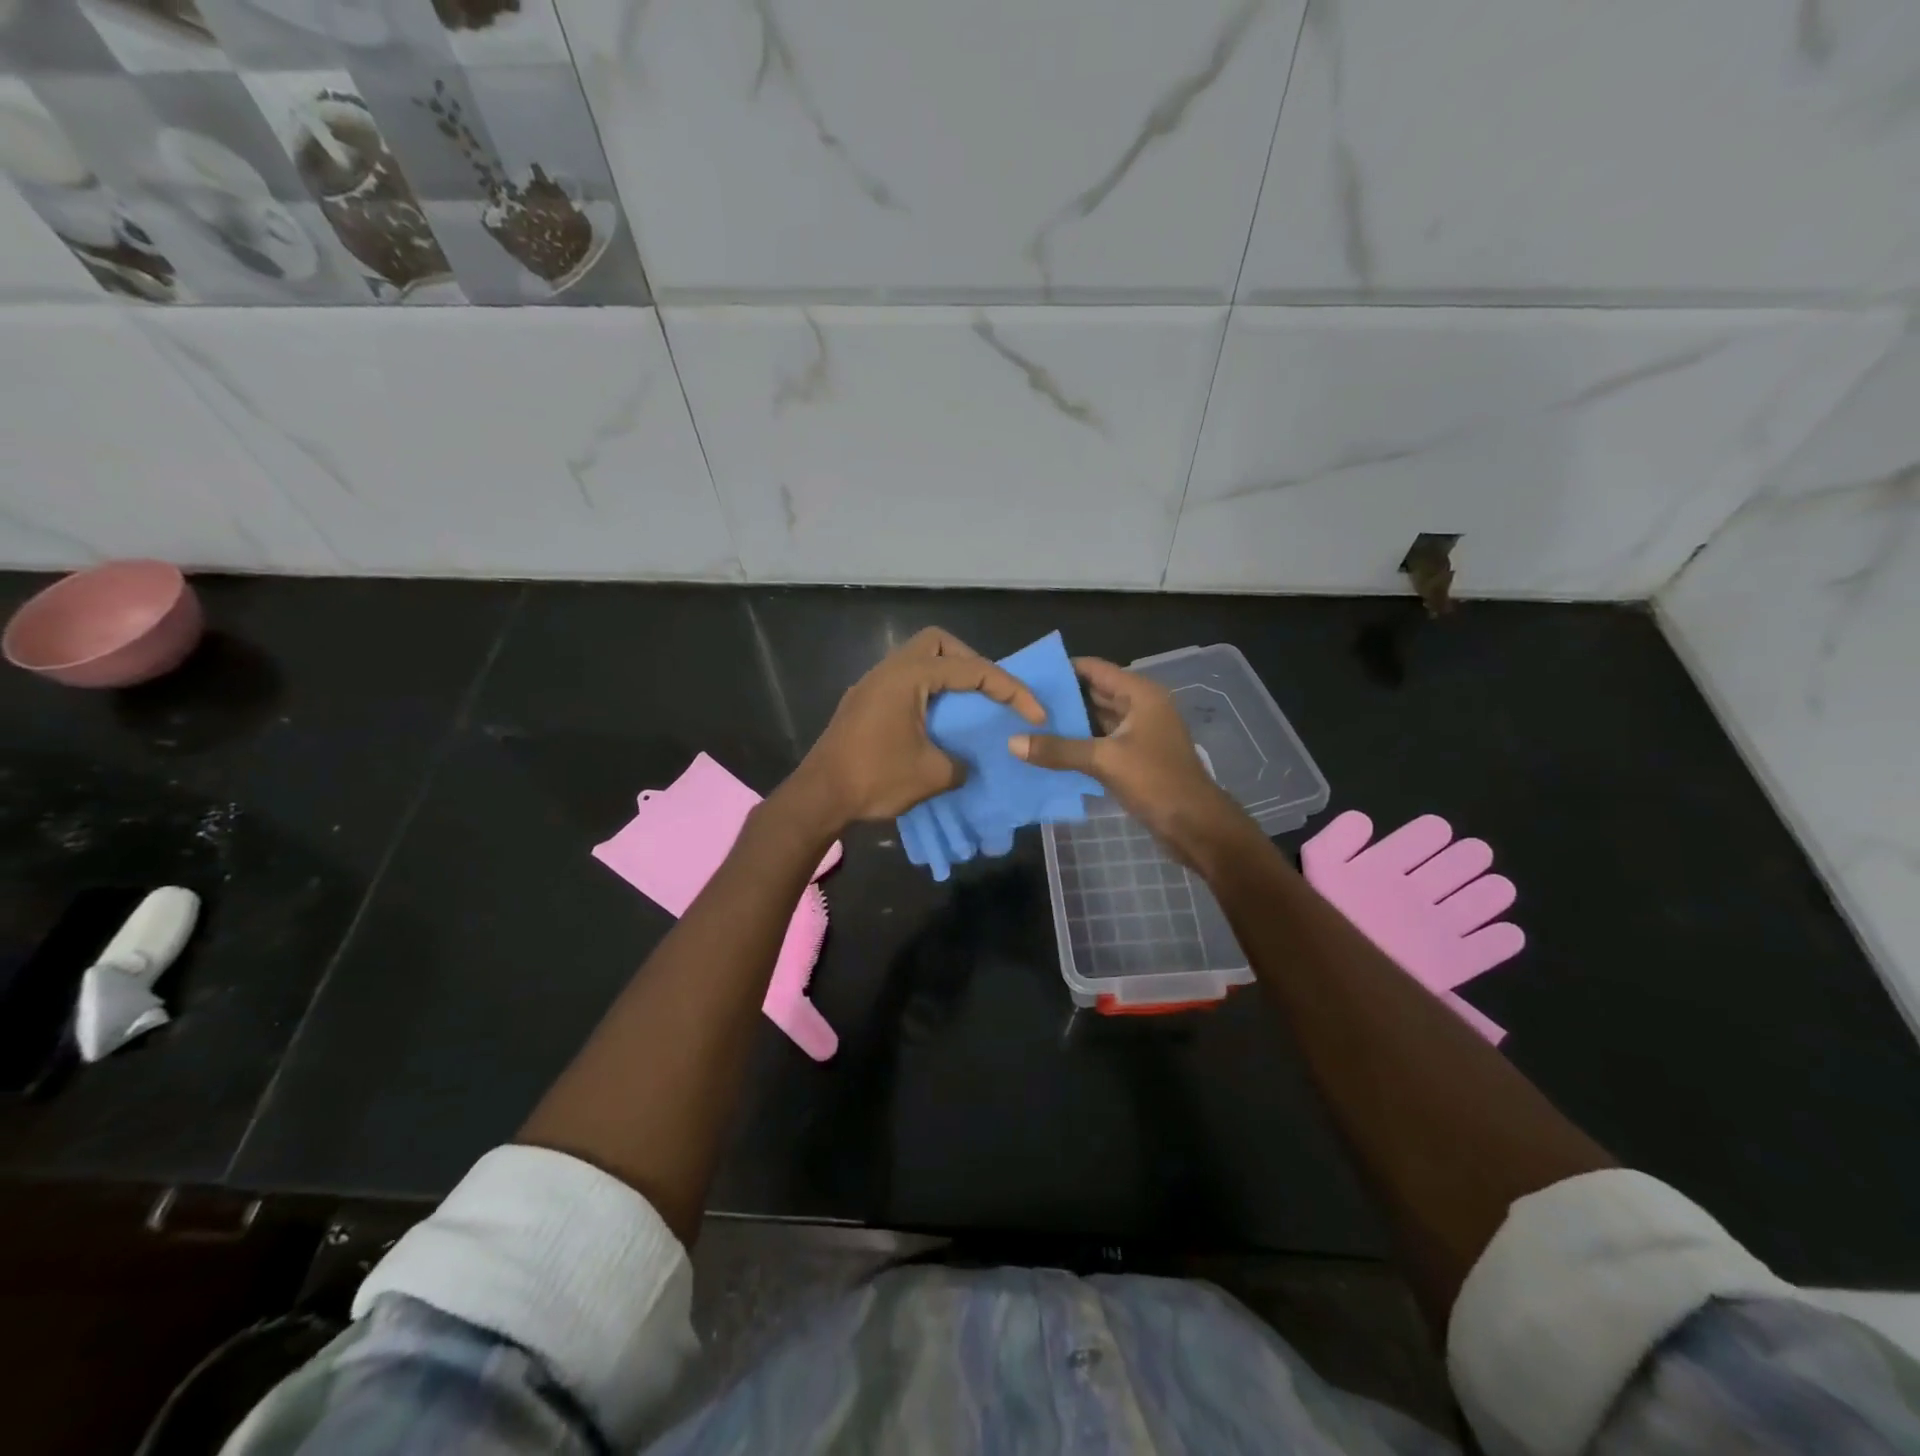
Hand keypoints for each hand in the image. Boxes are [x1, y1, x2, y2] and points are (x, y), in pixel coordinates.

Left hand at [786, 627, 1044, 829]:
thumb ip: (961, 763)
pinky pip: (904, 681)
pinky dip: (928, 691)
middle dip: (971, 661)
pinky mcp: (863, 703)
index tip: (1034, 713)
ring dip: (947, 676)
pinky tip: (937, 721)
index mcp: (908, 677)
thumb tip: (963, 763)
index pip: (971, 670)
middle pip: (937, 643)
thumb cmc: (874, 779)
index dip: (1010, 689)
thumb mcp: (932, 775)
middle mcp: (888, 670)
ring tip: (969, 705)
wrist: (818, 797)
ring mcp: (872, 685)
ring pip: (917, 660)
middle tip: (990, 691)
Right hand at [1009, 657, 1250, 865]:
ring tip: (1026, 724)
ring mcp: (1139, 733)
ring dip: (1068, 723)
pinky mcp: (1135, 758)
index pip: (1095, 669)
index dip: (1062, 669)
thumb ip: (1059, 749)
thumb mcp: (1104, 761)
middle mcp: (1141, 707)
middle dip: (1061, 698)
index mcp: (1140, 694)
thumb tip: (1013, 742)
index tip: (1027, 674)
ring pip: (1096, 720)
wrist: (1195, 825)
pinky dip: (1078, 744)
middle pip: (1094, 693)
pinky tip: (1048, 750)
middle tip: (1019, 701)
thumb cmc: (1156, 781)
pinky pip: (1100, 742)